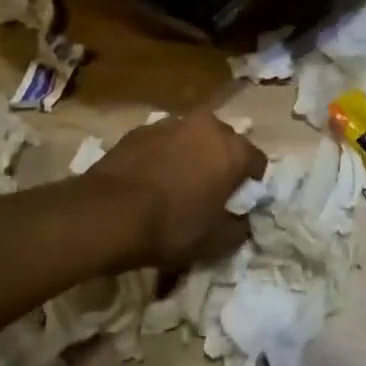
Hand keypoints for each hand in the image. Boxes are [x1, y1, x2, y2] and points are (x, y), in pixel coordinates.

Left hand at [86, 113, 265, 267]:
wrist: (108, 213)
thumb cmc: (171, 227)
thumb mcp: (215, 242)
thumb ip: (239, 229)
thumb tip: (243, 221)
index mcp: (233, 149)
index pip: (257, 163)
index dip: (251, 185)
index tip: (238, 204)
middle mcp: (207, 126)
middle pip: (225, 143)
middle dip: (221, 164)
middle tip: (208, 193)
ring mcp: (171, 123)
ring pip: (192, 138)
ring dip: (191, 156)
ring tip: (175, 185)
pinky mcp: (140, 129)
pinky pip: (163, 142)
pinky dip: (163, 156)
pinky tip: (149, 180)